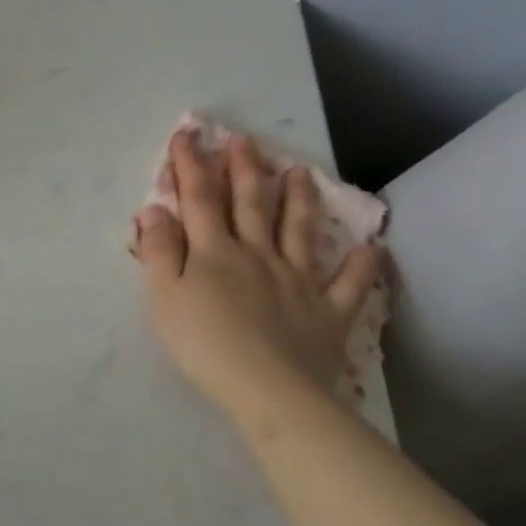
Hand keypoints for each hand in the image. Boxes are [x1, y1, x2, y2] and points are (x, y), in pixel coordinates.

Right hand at [133, 133, 381, 411]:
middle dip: (245, 169)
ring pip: (299, 231)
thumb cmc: (205, 343)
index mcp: (215, 252)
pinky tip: (372, 248)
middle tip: (245, 141)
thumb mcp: (164, 296)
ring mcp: (298, 281)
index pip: (199, 199)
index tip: (187, 135)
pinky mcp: (328, 312)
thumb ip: (159, 251)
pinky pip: (349, 285)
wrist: (270, 391)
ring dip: (298, 200)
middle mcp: (258, 254)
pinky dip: (361, 266)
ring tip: (300, 173)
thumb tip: (154, 209)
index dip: (191, 165)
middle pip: (250, 204)